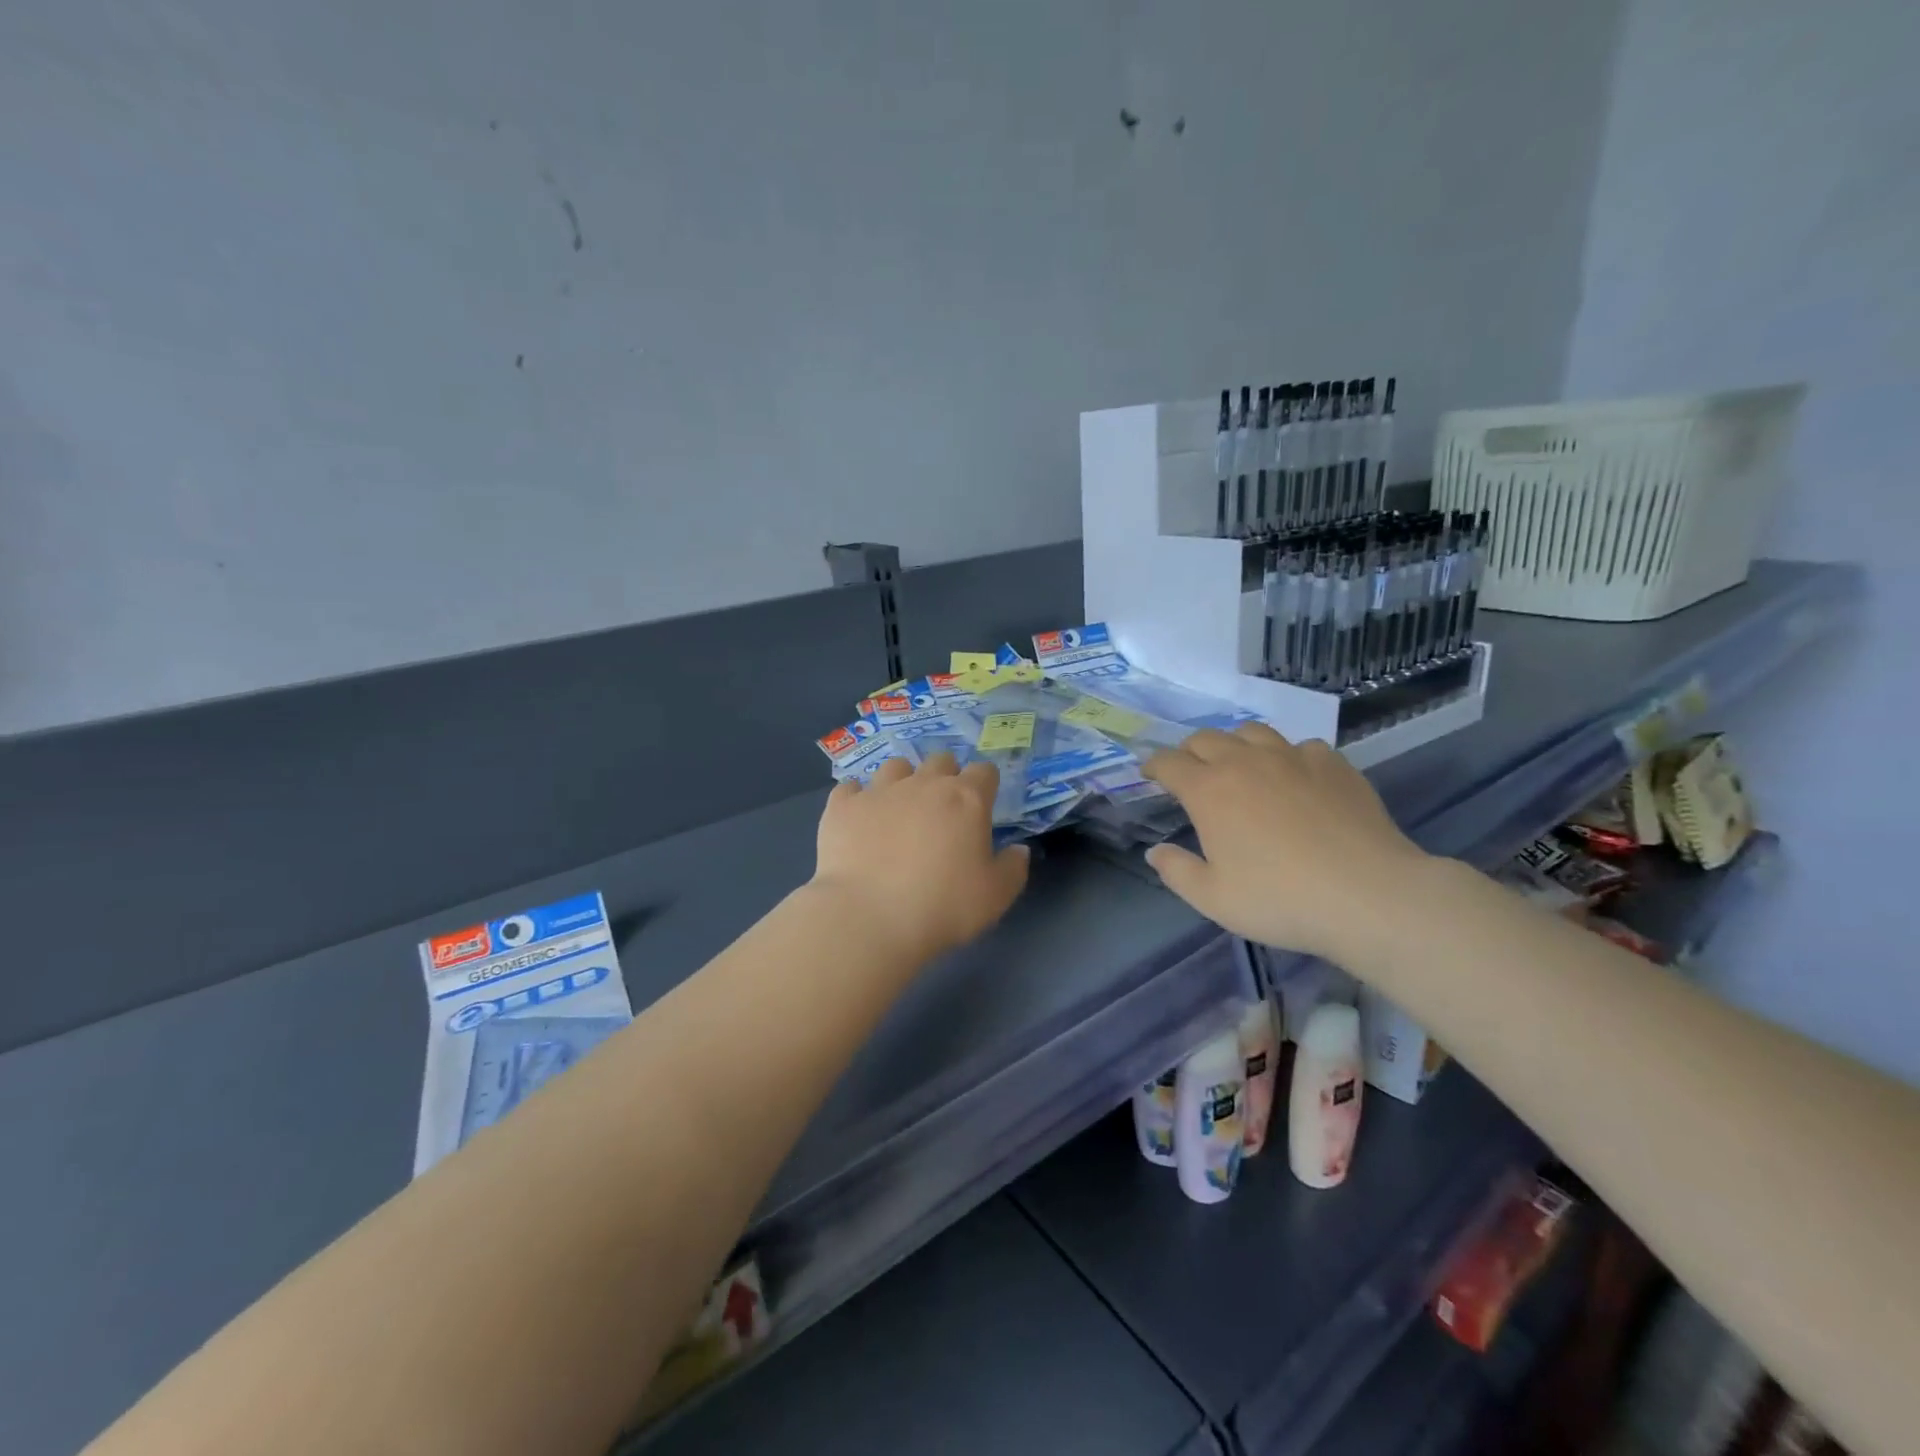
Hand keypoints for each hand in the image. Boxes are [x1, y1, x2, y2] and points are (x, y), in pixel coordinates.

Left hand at [811, 753, 1030, 963]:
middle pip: (940, 761)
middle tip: (942, 810)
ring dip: (902, 781)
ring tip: (899, 809)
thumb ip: (1013, 868)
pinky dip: (857, 799)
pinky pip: (850, 788)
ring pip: (895, 766)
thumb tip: (1019, 850)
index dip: (985, 785)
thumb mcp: (995, 897)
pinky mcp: (842, 806)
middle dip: (945, 776)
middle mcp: (923, 784)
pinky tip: (858, 819)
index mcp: (966, 799)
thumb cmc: (943, 907)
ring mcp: (879, 791)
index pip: (984, 771)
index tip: (982, 805)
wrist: (869, 917)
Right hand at [1140, 723, 1430, 959]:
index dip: (1154, 765)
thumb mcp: (1213, 898)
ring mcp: (1292, 757)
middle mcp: (1245, 762)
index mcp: (1209, 790)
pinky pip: (1300, 746)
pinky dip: (1287, 757)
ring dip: (1236, 745)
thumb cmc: (1280, 900)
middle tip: (1191, 772)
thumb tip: (1155, 851)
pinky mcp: (1333, 764)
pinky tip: (1296, 779)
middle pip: (1206, 738)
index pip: (1169, 762)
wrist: (1368, 895)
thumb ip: (1176, 871)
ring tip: (1240, 766)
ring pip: (1252, 732)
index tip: (1150, 774)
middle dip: (1190, 751)